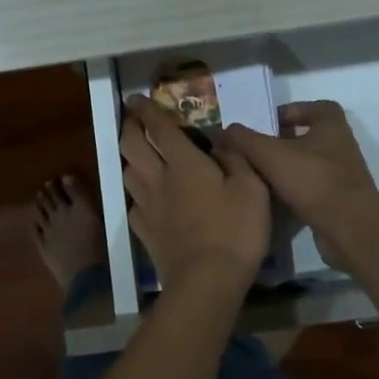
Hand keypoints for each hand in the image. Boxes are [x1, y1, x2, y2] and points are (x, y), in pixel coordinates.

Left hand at [119, 96, 270, 302]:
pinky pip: (132, 204)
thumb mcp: (252, 188)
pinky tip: (145, 196)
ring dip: (129, 157)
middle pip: (131, 145)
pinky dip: (136, 193)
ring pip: (127, 172)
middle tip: (133, 119)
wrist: (206, 282)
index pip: (159, 127)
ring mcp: (147, 206)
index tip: (136, 97)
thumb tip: (221, 143)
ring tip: (137, 153)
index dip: (147, 109)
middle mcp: (159, 178)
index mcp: (184, 163)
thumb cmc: (234, 230)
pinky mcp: (144, 232)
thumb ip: (236, 159)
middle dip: (129, 127)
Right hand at [220, 101, 378, 271]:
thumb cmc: (312, 179)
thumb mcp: (270, 154)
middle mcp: (340, 146)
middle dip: (281, 143)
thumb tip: (221, 131)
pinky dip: (293, 192)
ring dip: (286, 169)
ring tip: (258, 176)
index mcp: (331, 125)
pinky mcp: (339, 202)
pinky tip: (272, 200)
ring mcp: (342, 175)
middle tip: (254, 151)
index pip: (313, 107)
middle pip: (307, 137)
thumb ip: (243, 139)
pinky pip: (311, 190)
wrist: (349, 228)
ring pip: (307, 165)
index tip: (267, 124)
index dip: (290, 111)